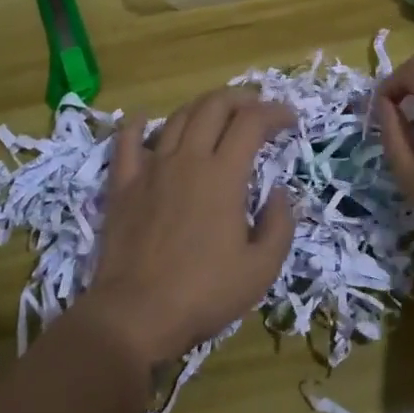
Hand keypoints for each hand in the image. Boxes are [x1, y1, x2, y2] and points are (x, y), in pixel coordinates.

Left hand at [88, 87, 297, 367]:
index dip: (275, 112)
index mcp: (224, 175)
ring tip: (217, 114)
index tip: (290, 119)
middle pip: (214, 106)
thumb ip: (279, 224)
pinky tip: (145, 119)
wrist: (135, 314)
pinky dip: (138, 125)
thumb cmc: (203, 293)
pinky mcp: (123, 185)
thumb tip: (278, 192)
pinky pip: (127, 142)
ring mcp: (151, 168)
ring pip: (178, 117)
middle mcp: (188, 159)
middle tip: (257, 107)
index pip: (252, 122)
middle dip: (241, 98)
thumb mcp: (261, 268)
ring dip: (202, 107)